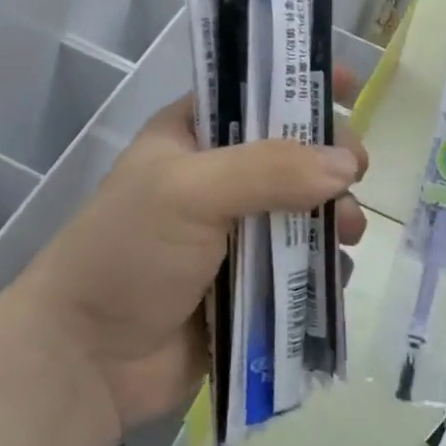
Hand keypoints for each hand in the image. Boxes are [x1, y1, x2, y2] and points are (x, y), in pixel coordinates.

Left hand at [17, 77, 368, 439]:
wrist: (88, 361)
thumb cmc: (130, 253)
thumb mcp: (190, 191)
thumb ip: (270, 170)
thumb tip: (347, 166)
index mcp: (193, 137)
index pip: (255, 93)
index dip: (301, 84)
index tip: (353, 84)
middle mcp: (219, 179)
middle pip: (293, 153)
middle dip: (330, 160)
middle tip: (358, 173)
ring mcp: (236, 234)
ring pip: (305, 210)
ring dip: (335, 215)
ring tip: (348, 232)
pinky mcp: (251, 286)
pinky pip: (303, 265)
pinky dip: (325, 265)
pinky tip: (336, 272)